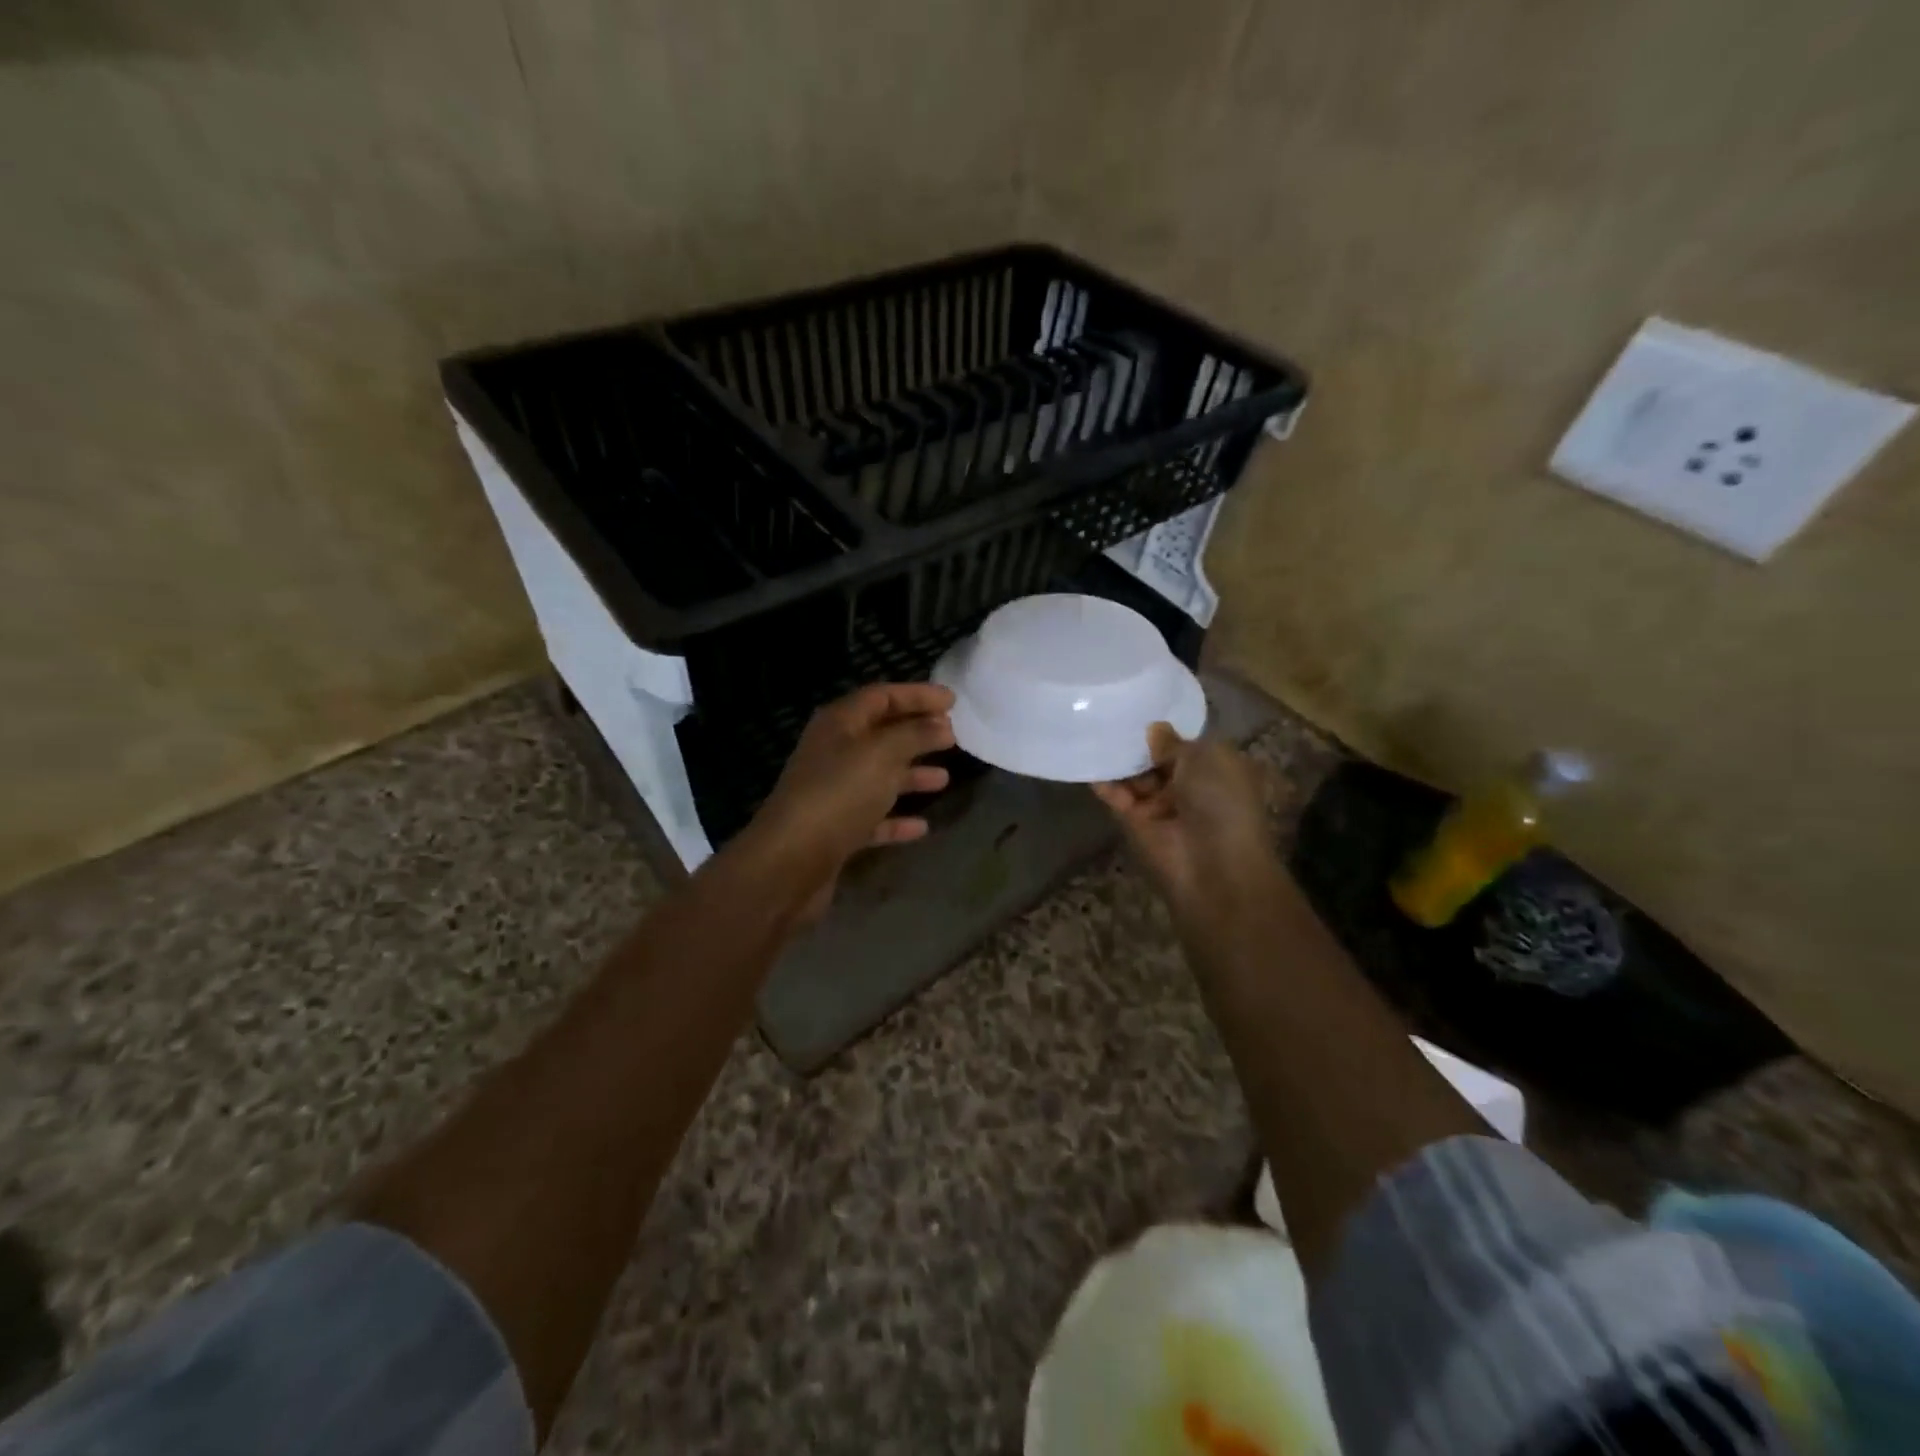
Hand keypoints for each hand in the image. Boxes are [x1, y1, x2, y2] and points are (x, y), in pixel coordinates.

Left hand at [741, 683, 955, 920]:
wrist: (789, 862)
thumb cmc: (838, 795)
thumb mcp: (881, 755)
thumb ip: (914, 735)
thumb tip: (942, 724)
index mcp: (839, 724)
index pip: (881, 696)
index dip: (917, 695)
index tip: (952, 701)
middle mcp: (834, 753)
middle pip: (881, 734)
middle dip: (916, 733)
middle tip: (953, 736)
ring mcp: (834, 793)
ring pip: (879, 776)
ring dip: (911, 775)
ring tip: (945, 778)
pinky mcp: (837, 830)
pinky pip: (874, 817)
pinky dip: (897, 819)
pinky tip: (922, 826)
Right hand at [1092, 722, 1277, 911]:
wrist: (1213, 866)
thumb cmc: (1222, 802)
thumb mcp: (1204, 758)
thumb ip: (1173, 742)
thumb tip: (1154, 728)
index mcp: (1216, 771)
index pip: (1187, 746)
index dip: (1168, 729)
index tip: (1143, 705)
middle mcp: (1189, 788)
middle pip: (1157, 760)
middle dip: (1140, 742)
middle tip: (1113, 711)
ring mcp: (1159, 807)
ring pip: (1134, 777)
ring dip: (1119, 758)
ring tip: (1095, 725)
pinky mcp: (1133, 823)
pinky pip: (1115, 795)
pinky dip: (1102, 780)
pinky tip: (1086, 754)